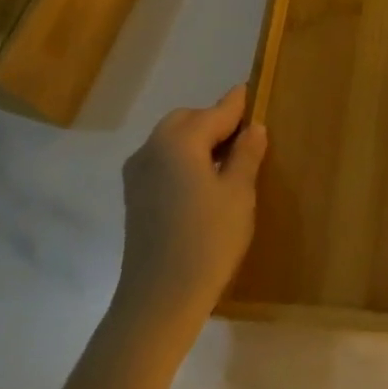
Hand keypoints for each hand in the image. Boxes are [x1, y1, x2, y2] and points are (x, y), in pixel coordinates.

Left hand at [116, 85, 267, 340]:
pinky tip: (203, 183)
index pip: (215, 112)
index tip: (251, 91)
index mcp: (179, 141)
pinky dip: (183, 160)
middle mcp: (151, 149)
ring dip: (198, 142)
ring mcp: (137, 174)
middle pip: (187, 121)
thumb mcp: (238, 194)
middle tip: (245, 138)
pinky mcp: (135, 197)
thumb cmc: (208, 240)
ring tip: (228, 161)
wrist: (160, 297)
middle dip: (214, 122)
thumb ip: (246, 155)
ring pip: (171, 141)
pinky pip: (162, 162)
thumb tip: (253, 129)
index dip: (237, 104)